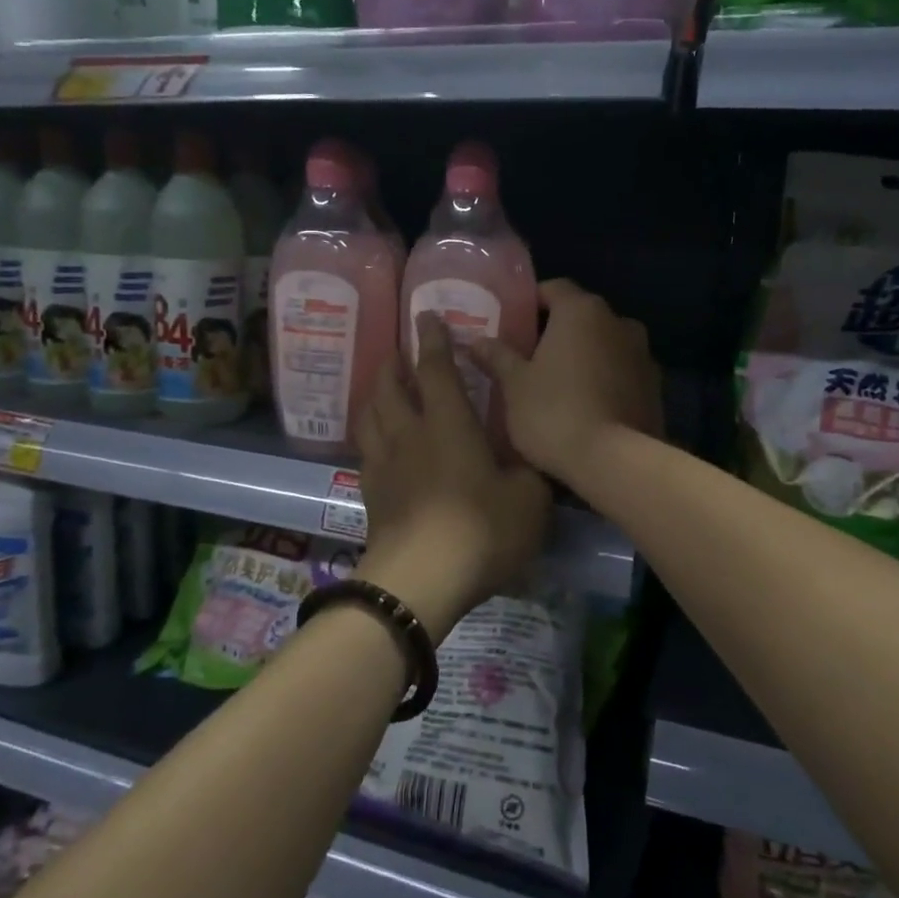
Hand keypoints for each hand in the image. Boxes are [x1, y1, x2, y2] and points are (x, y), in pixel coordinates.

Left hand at [353, 314, 551, 638]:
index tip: (426, 316)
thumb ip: (531, 470)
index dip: (433, 340)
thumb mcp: (529, 499)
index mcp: (448, 424)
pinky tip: (376, 442)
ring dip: (375, 393)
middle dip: (394, 363)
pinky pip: (365, 449)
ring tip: (381, 387)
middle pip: (391, 387)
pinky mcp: (370, 493)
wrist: (420, 581)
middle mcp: (410, 433)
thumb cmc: (481, 530)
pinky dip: (369, 433)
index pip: (436, 369)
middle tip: (398, 351)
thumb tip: (534, 454)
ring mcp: (384, 463)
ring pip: (370, 415)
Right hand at [470, 279, 663, 484]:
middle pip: (581, 316)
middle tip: (529, 356)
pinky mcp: (655, 386)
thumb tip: (477, 341)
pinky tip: (587, 405)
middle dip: (557, 331)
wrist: (614, 461)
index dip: (531, 302)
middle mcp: (618, 322)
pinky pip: (622, 372)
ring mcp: (642, 354)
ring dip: (585, 356)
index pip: (554, 288)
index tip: (513, 322)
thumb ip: (497, 357)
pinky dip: (605, 379)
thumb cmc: (554, 413)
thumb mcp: (514, 385)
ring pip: (605, 345)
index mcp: (582, 311)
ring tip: (559, 384)